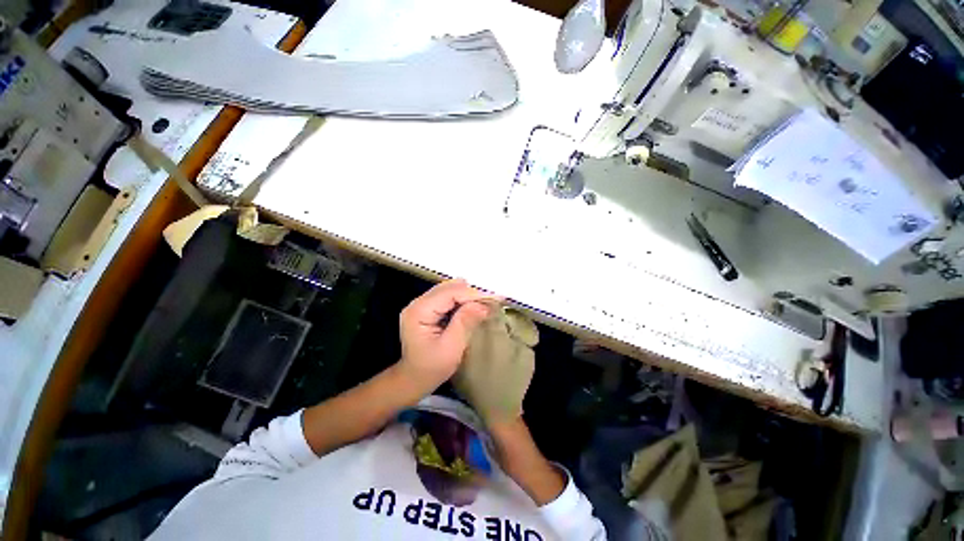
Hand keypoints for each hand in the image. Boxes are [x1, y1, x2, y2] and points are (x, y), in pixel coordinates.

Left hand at [398, 279, 496, 392]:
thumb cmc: (431, 368)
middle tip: (492, 302)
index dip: (473, 294)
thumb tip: (483, 304)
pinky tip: (472, 308)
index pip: (449, 293)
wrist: (414, 379)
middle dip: (472, 294)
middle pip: (449, 288)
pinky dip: (462, 300)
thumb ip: (465, 323)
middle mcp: (417, 303)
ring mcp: (421, 304)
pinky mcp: (427, 308)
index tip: (494, 299)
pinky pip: (447, 297)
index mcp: (419, 311)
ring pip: (449, 290)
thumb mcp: (451, 348)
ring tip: (485, 304)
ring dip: (468, 296)